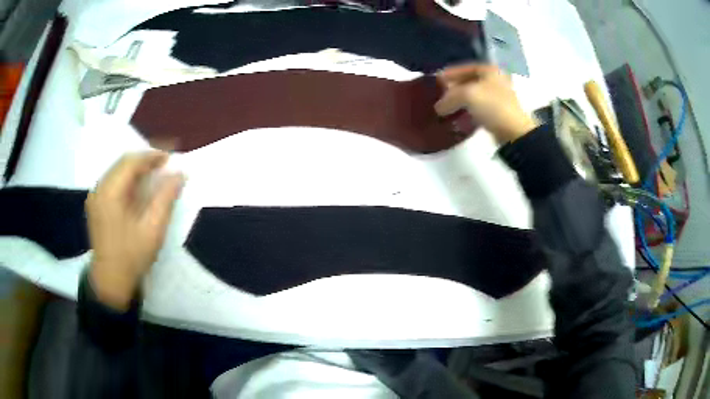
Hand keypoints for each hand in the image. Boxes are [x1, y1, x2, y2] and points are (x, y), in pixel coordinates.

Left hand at [86, 152, 183, 309]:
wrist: (110, 281)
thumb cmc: (132, 257)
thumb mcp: (153, 230)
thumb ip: (166, 199)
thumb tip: (180, 175)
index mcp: (110, 193)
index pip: (131, 162)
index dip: (152, 156)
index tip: (170, 157)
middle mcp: (99, 189)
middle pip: (123, 163)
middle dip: (144, 159)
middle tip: (164, 163)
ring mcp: (95, 196)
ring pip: (117, 170)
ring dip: (136, 168)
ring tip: (154, 172)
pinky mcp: (95, 204)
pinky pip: (112, 181)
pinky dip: (127, 178)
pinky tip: (137, 187)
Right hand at [435, 64, 537, 143]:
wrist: (514, 132)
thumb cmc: (492, 106)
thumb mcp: (467, 95)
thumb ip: (449, 97)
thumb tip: (438, 107)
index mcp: (490, 70)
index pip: (466, 67)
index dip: (451, 73)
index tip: (437, 79)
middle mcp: (496, 80)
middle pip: (470, 80)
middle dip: (455, 87)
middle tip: (441, 93)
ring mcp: (499, 97)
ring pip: (475, 95)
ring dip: (461, 100)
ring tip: (447, 106)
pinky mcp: (499, 112)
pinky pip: (479, 107)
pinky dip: (468, 110)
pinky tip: (459, 116)